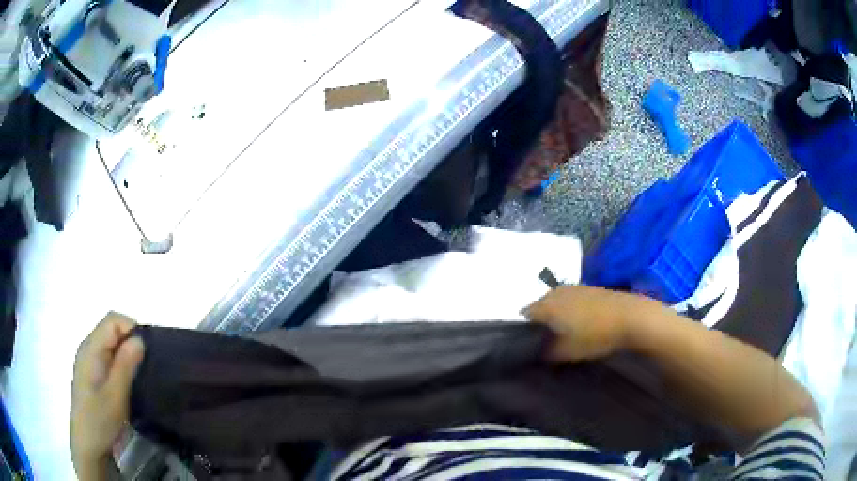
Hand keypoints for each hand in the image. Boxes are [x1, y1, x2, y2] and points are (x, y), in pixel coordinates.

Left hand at [71, 313, 144, 479]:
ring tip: (140, 376)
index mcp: (90, 349)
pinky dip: (121, 363)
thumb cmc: (100, 421)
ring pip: (111, 343)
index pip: (112, 321)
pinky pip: (108, 356)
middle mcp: (87, 348)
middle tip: (146, 367)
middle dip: (131, 341)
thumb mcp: (115, 396)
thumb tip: (140, 339)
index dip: (132, 329)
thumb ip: (125, 365)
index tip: (148, 353)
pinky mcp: (92, 373)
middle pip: (111, 329)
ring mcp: (88, 361)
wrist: (87, 445)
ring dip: (127, 354)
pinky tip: (128, 382)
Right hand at [524, 285, 659, 361]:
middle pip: (541, 307)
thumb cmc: (595, 335)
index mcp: (547, 304)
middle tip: (550, 342)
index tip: (533, 345)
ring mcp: (575, 287)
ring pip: (557, 302)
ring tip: (568, 334)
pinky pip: (572, 300)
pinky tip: (584, 324)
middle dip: (542, 323)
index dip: (526, 331)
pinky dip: (572, 311)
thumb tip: (536, 350)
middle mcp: (557, 291)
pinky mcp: (590, 288)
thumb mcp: (566, 352)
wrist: (631, 317)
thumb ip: (546, 352)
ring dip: (558, 316)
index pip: (525, 315)